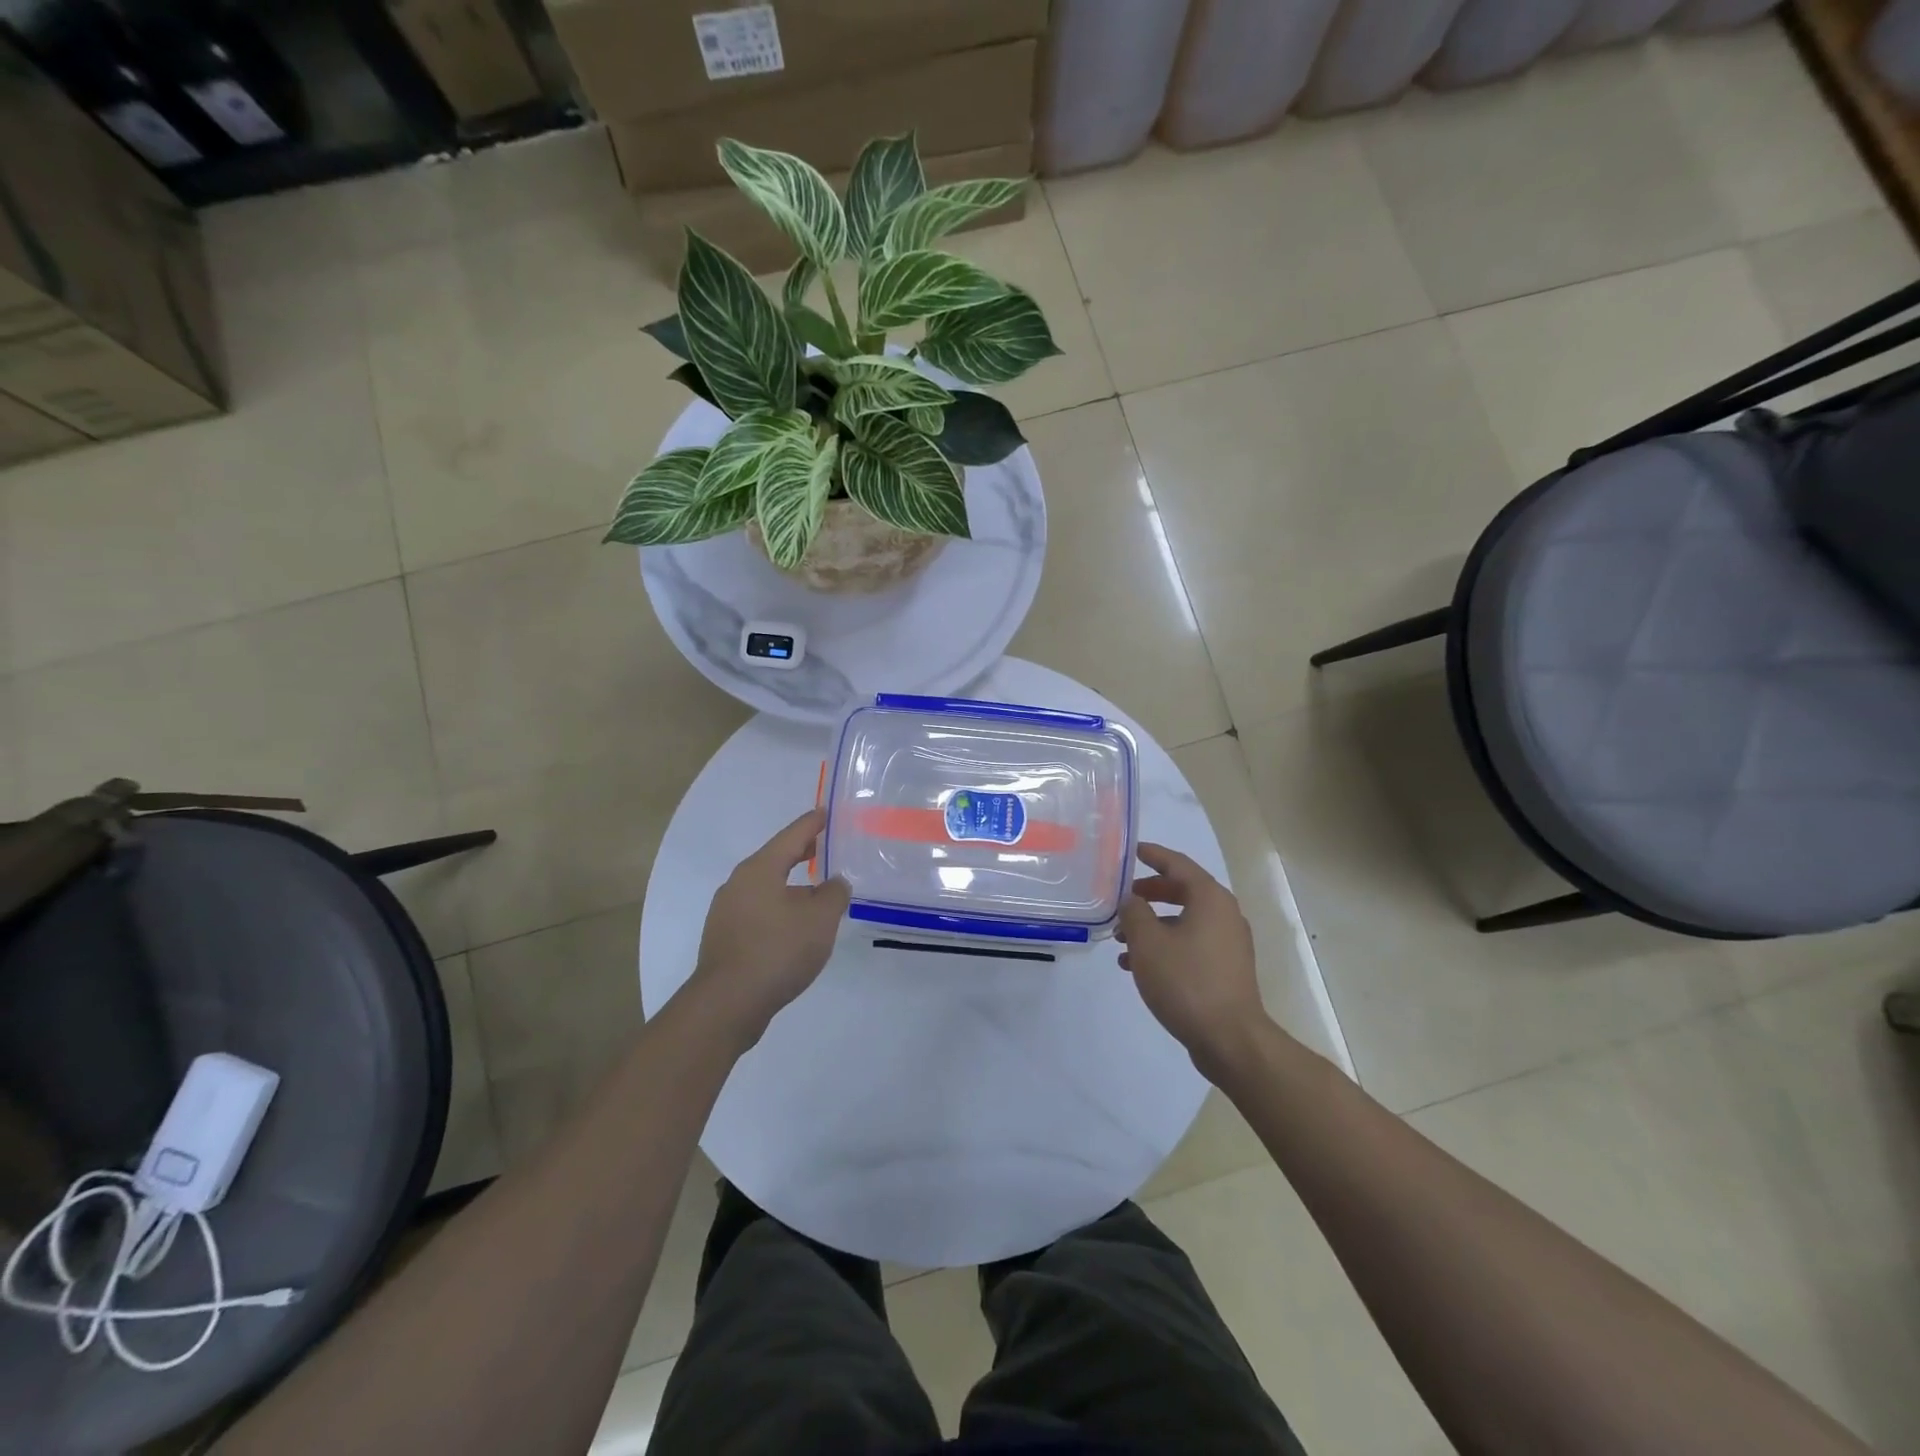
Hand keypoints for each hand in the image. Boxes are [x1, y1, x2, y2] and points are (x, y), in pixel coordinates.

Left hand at [688, 809, 849, 1047]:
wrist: (728, 1004)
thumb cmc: (777, 950)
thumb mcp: (820, 919)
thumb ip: (834, 894)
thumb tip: (834, 883)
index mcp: (760, 869)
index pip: (792, 836)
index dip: (812, 824)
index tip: (826, 812)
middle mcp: (738, 883)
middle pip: (775, 859)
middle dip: (801, 853)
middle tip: (824, 848)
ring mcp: (727, 912)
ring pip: (766, 887)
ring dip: (791, 886)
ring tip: (816, 893)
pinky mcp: (725, 938)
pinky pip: (758, 911)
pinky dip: (779, 909)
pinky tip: (794, 927)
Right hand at [1116, 843, 1267, 1078]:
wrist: (1230, 1039)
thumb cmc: (1186, 981)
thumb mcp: (1148, 942)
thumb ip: (1134, 912)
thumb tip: (1131, 899)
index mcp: (1210, 898)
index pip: (1178, 864)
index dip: (1153, 855)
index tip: (1132, 851)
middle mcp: (1224, 914)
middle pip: (1182, 890)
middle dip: (1149, 893)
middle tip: (1123, 896)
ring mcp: (1228, 942)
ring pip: (1184, 920)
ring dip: (1153, 924)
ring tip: (1121, 938)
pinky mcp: (1226, 968)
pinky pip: (1191, 943)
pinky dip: (1165, 945)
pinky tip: (1138, 966)